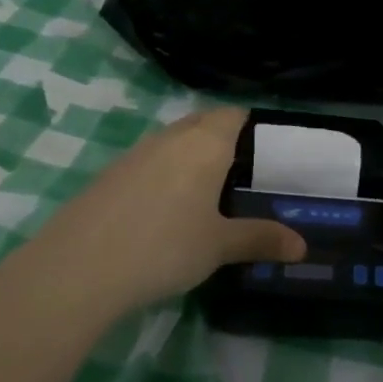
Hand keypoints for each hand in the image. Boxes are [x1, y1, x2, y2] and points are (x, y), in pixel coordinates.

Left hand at [28, 108, 306, 310]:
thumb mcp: (219, 246)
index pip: (234, 114)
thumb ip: (260, 239)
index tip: (268, 152)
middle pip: (203, 122)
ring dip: (191, 156)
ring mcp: (135, 153)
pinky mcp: (109, 174)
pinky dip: (164, 174)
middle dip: (223, 139)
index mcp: (204, 143)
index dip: (252, 126)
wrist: (80, 267)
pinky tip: (164, 209)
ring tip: (207, 193)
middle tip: (243, 174)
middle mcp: (170, 137)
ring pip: (173, 141)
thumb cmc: (165, 247)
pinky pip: (148, 161)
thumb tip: (302, 245)